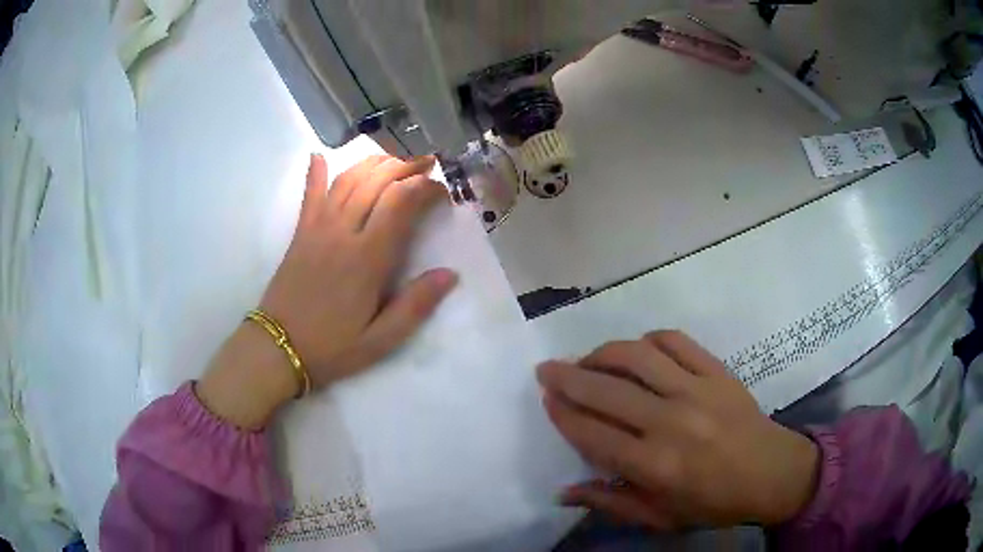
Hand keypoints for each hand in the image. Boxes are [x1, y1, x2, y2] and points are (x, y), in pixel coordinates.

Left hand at [197, 154, 456, 428]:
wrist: (279, 348)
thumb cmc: (332, 347)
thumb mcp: (381, 341)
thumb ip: (415, 306)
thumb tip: (450, 274)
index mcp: (367, 259)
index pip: (401, 203)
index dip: (426, 189)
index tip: (443, 193)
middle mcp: (343, 233)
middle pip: (377, 181)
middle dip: (406, 166)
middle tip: (427, 165)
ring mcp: (317, 228)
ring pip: (348, 180)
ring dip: (373, 163)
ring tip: (394, 159)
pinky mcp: (300, 233)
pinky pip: (309, 194)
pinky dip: (315, 172)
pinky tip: (319, 155)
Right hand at [537, 331, 819, 528]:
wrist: (771, 472)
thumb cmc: (713, 502)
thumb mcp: (659, 517)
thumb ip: (610, 503)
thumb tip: (563, 491)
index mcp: (654, 465)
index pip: (592, 432)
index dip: (563, 413)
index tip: (545, 400)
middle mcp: (670, 422)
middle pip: (606, 389)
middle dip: (567, 376)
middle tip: (547, 368)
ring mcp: (696, 390)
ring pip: (636, 356)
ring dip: (602, 352)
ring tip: (587, 358)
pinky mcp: (717, 371)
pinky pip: (675, 341)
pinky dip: (648, 339)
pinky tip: (637, 350)